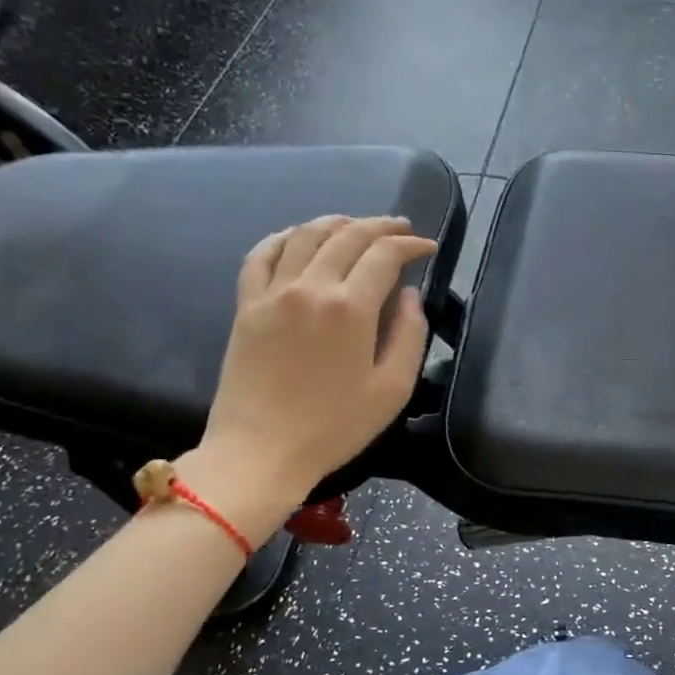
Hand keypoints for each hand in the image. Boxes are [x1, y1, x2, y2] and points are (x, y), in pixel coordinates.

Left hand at [188, 216, 435, 541]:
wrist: (261, 451)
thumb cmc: (334, 427)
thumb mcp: (392, 389)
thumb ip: (409, 336)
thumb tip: (410, 296)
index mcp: (350, 308)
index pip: (385, 255)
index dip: (410, 244)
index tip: (427, 247)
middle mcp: (311, 287)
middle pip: (347, 235)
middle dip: (380, 226)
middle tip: (400, 228)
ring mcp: (273, 293)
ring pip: (305, 235)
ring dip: (336, 222)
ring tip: (356, 225)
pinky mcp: (246, 305)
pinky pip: (261, 254)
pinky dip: (283, 237)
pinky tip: (298, 237)